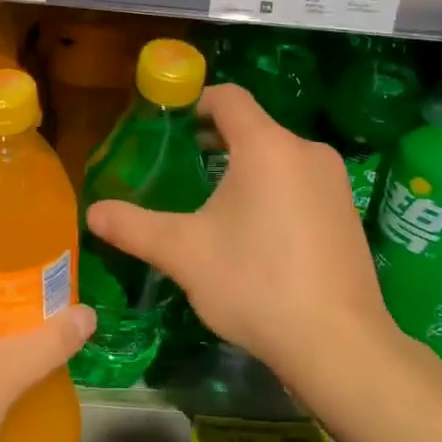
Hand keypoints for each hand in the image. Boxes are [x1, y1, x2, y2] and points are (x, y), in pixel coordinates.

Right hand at [86, 83, 395, 393]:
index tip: (170, 124)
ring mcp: (334, 182)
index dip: (196, 102)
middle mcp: (307, 151)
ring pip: (280, 157)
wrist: (338, 343)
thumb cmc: (255, 283)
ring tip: (216, 204)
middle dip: (217, 141)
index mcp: (267, 145)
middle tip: (182, 166)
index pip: (229, 98)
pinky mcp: (348, 212)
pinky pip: (302, 183)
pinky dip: (275, 191)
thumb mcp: (184, 253)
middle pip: (254, 128)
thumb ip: (135, 227)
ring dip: (246, 169)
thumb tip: (92, 212)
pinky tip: (259, 234)